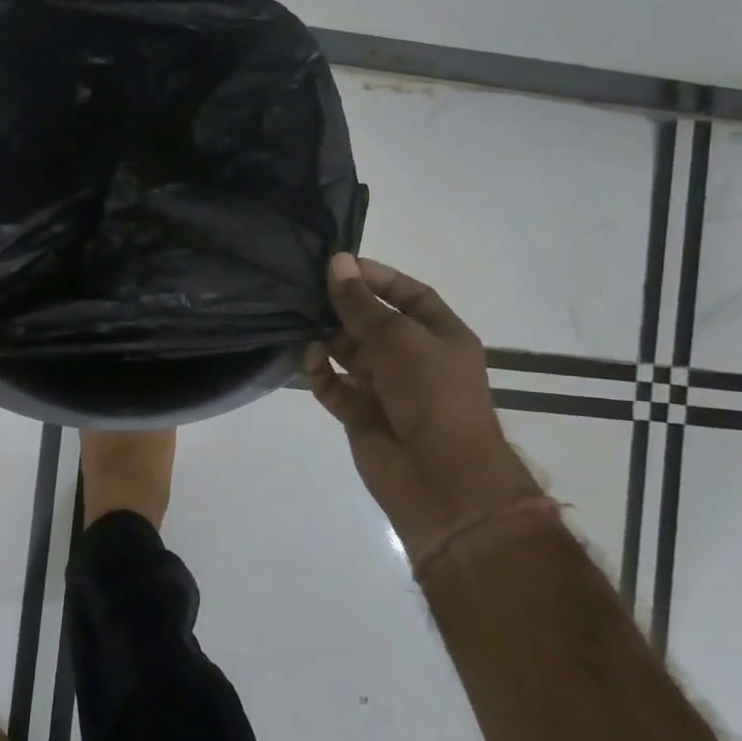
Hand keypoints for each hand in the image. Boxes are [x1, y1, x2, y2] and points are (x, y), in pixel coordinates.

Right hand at [305, 254, 535, 556]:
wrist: (441, 478)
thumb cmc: (431, 394)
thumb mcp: (398, 337)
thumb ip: (361, 303)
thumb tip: (336, 262)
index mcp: (440, 336)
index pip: (408, 295)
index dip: (378, 278)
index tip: (340, 265)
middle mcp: (414, 360)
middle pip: (373, 323)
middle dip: (344, 308)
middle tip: (307, 290)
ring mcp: (387, 389)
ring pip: (349, 354)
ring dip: (327, 339)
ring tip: (300, 322)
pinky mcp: (361, 415)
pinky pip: (335, 386)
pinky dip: (320, 372)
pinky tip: (309, 360)